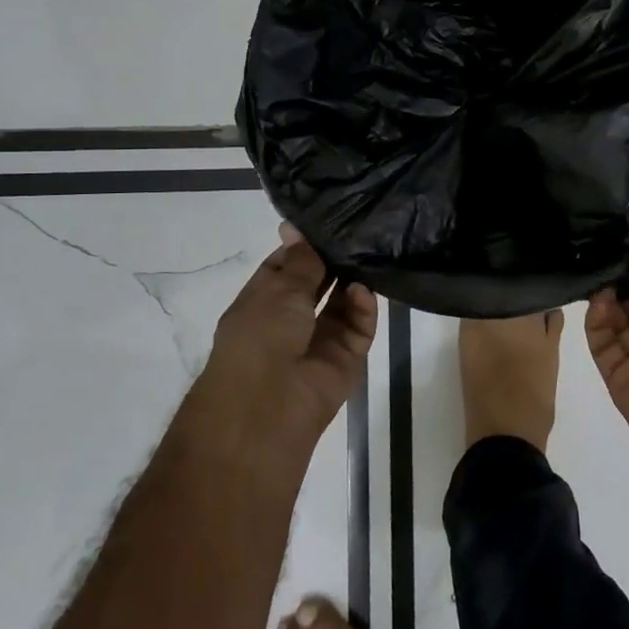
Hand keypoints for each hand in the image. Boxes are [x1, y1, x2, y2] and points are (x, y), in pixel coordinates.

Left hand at [206, 223, 377, 443]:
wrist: (269, 406)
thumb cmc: (260, 339)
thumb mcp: (278, 290)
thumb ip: (300, 261)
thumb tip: (295, 228)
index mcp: (262, 304)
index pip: (284, 267)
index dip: (302, 246)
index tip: (326, 221)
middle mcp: (290, 321)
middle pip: (318, 284)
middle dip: (333, 261)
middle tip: (358, 231)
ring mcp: (319, 340)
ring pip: (342, 303)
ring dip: (352, 281)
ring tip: (368, 253)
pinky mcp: (346, 358)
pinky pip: (359, 327)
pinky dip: (363, 308)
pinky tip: (363, 290)